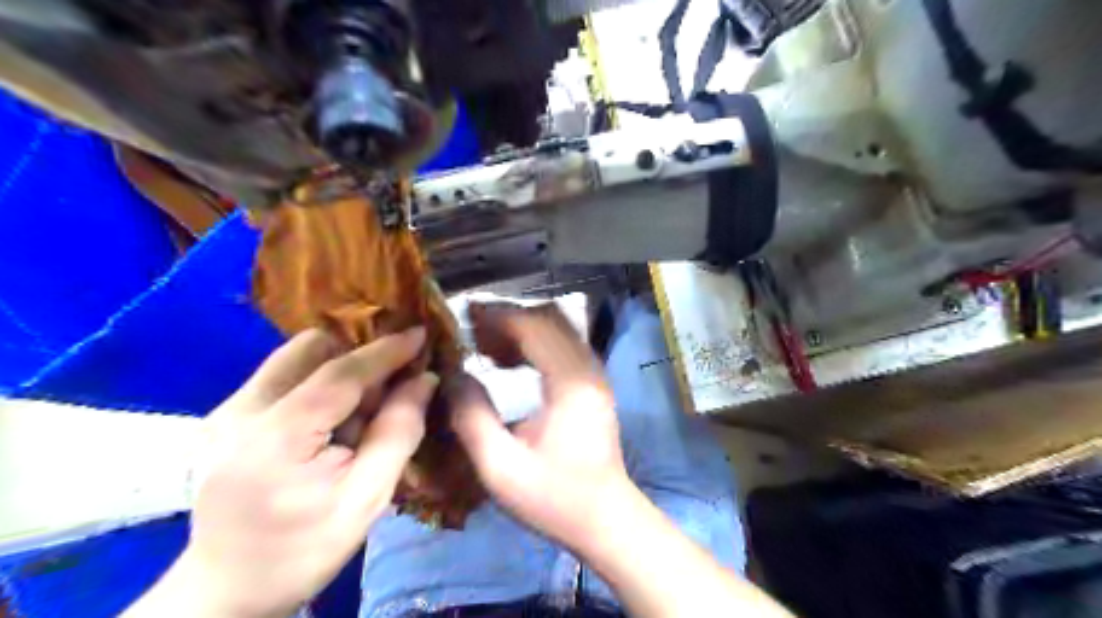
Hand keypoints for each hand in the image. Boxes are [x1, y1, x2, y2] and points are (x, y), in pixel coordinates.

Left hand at [131, 326, 438, 614]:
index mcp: (276, 439)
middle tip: (386, 390)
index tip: (421, 334)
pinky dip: (317, 383)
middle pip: (310, 350)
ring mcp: (225, 411)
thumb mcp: (367, 498)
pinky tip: (330, 422)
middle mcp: (240, 412)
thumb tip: (424, 380)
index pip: (339, 374)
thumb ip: (398, 431)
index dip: (385, 350)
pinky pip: (283, 376)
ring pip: (295, 358)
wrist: (227, 588)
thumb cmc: (304, 549)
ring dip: (337, 369)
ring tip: (357, 412)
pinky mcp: (224, 416)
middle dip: (357, 358)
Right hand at [446, 302, 627, 547]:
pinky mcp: (593, 383)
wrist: (604, 518)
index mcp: (570, 383)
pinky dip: (535, 342)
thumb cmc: (553, 497)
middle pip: (550, 319)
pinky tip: (509, 363)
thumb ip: (472, 418)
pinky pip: (563, 344)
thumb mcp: (500, 467)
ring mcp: (595, 374)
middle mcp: (588, 368)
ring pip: (559, 328)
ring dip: (522, 329)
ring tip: (485, 348)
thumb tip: (454, 376)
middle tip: (472, 334)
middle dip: (508, 319)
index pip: (535, 327)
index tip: (464, 317)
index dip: (498, 316)